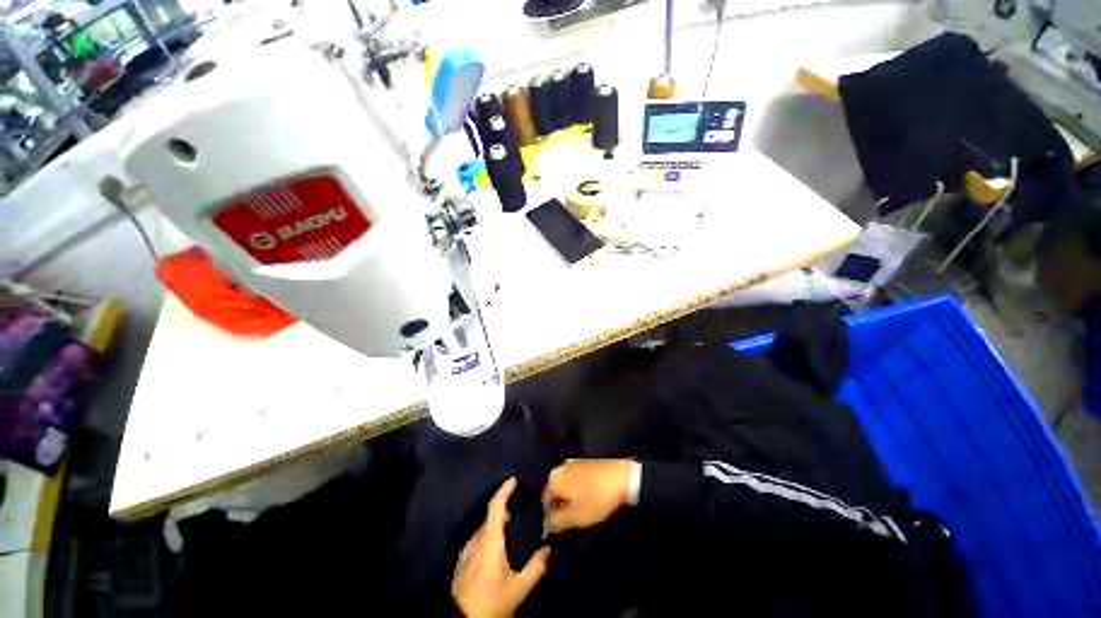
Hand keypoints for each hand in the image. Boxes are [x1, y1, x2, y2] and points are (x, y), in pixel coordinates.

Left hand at [453, 478, 550, 617]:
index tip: (513, 480)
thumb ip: (535, 568)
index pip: (495, 507)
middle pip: (489, 517)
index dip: (504, 491)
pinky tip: (496, 547)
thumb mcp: (518, 589)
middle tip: (517, 506)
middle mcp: (475, 541)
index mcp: (489, 541)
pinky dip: (488, 534)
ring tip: (509, 525)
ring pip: (482, 529)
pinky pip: (477, 540)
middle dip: (502, 507)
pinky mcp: (462, 562)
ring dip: (495, 523)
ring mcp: (466, 552)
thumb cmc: (491, 602)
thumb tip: (548, 549)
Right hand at [542, 459, 632, 533]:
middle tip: (573, 519)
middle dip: (561, 506)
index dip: (551, 517)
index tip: (562, 527)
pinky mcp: (584, 462)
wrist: (620, 477)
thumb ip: (556, 522)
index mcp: (553, 478)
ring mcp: (573, 462)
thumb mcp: (574, 517)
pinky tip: (590, 497)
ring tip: (583, 509)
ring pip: (565, 485)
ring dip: (570, 497)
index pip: (545, 501)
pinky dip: (578, 489)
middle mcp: (560, 467)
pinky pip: (575, 478)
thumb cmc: (595, 498)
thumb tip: (545, 524)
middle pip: (555, 491)